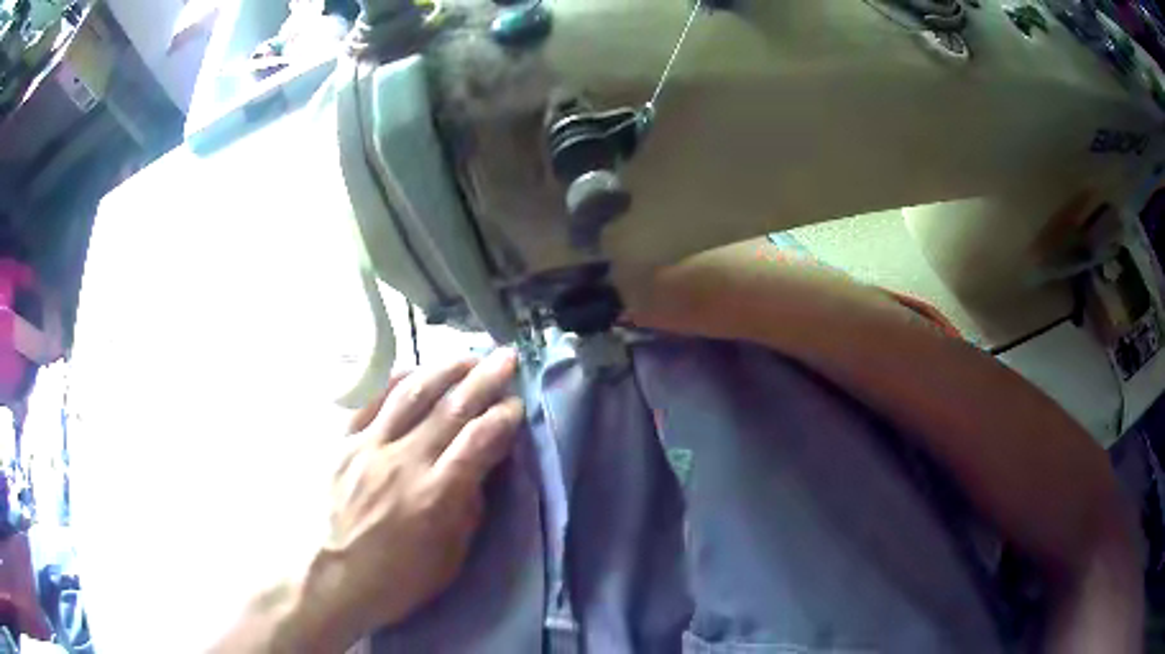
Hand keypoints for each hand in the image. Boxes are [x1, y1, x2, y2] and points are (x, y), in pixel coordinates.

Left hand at [308, 348, 523, 647]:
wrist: (333, 577)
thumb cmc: (398, 578)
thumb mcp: (449, 557)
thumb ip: (468, 507)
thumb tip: (482, 465)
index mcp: (435, 496)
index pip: (478, 441)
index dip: (503, 417)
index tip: (517, 405)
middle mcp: (404, 462)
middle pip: (451, 408)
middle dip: (485, 379)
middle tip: (506, 358)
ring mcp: (369, 447)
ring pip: (411, 394)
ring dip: (444, 369)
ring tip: (467, 356)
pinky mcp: (344, 444)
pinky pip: (371, 402)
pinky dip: (395, 382)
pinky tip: (414, 370)